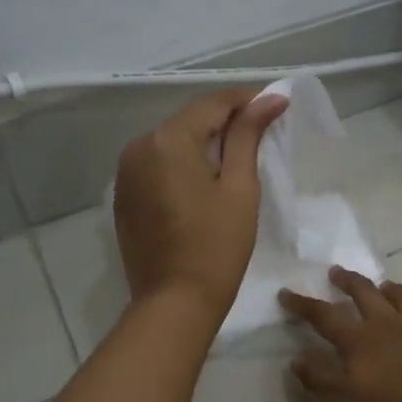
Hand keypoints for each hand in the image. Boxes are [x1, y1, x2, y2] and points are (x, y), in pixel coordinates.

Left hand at [113, 87, 288, 320]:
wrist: (175, 302)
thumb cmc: (217, 245)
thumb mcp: (239, 187)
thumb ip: (248, 136)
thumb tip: (270, 99)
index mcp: (168, 140)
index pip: (212, 104)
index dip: (246, 101)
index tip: (276, 105)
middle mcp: (139, 146)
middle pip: (189, 120)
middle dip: (225, 120)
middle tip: (262, 130)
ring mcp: (126, 172)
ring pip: (172, 141)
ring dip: (203, 141)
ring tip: (237, 155)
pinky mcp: (125, 195)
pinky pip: (158, 164)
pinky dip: (183, 163)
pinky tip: (205, 178)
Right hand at [280, 267, 401, 401]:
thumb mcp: (342, 401)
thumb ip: (318, 378)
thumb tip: (297, 360)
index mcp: (358, 339)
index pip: (324, 316)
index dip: (303, 304)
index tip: (286, 293)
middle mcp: (387, 324)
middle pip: (364, 293)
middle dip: (348, 281)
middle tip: (337, 272)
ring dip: (393, 289)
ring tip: (386, 286)